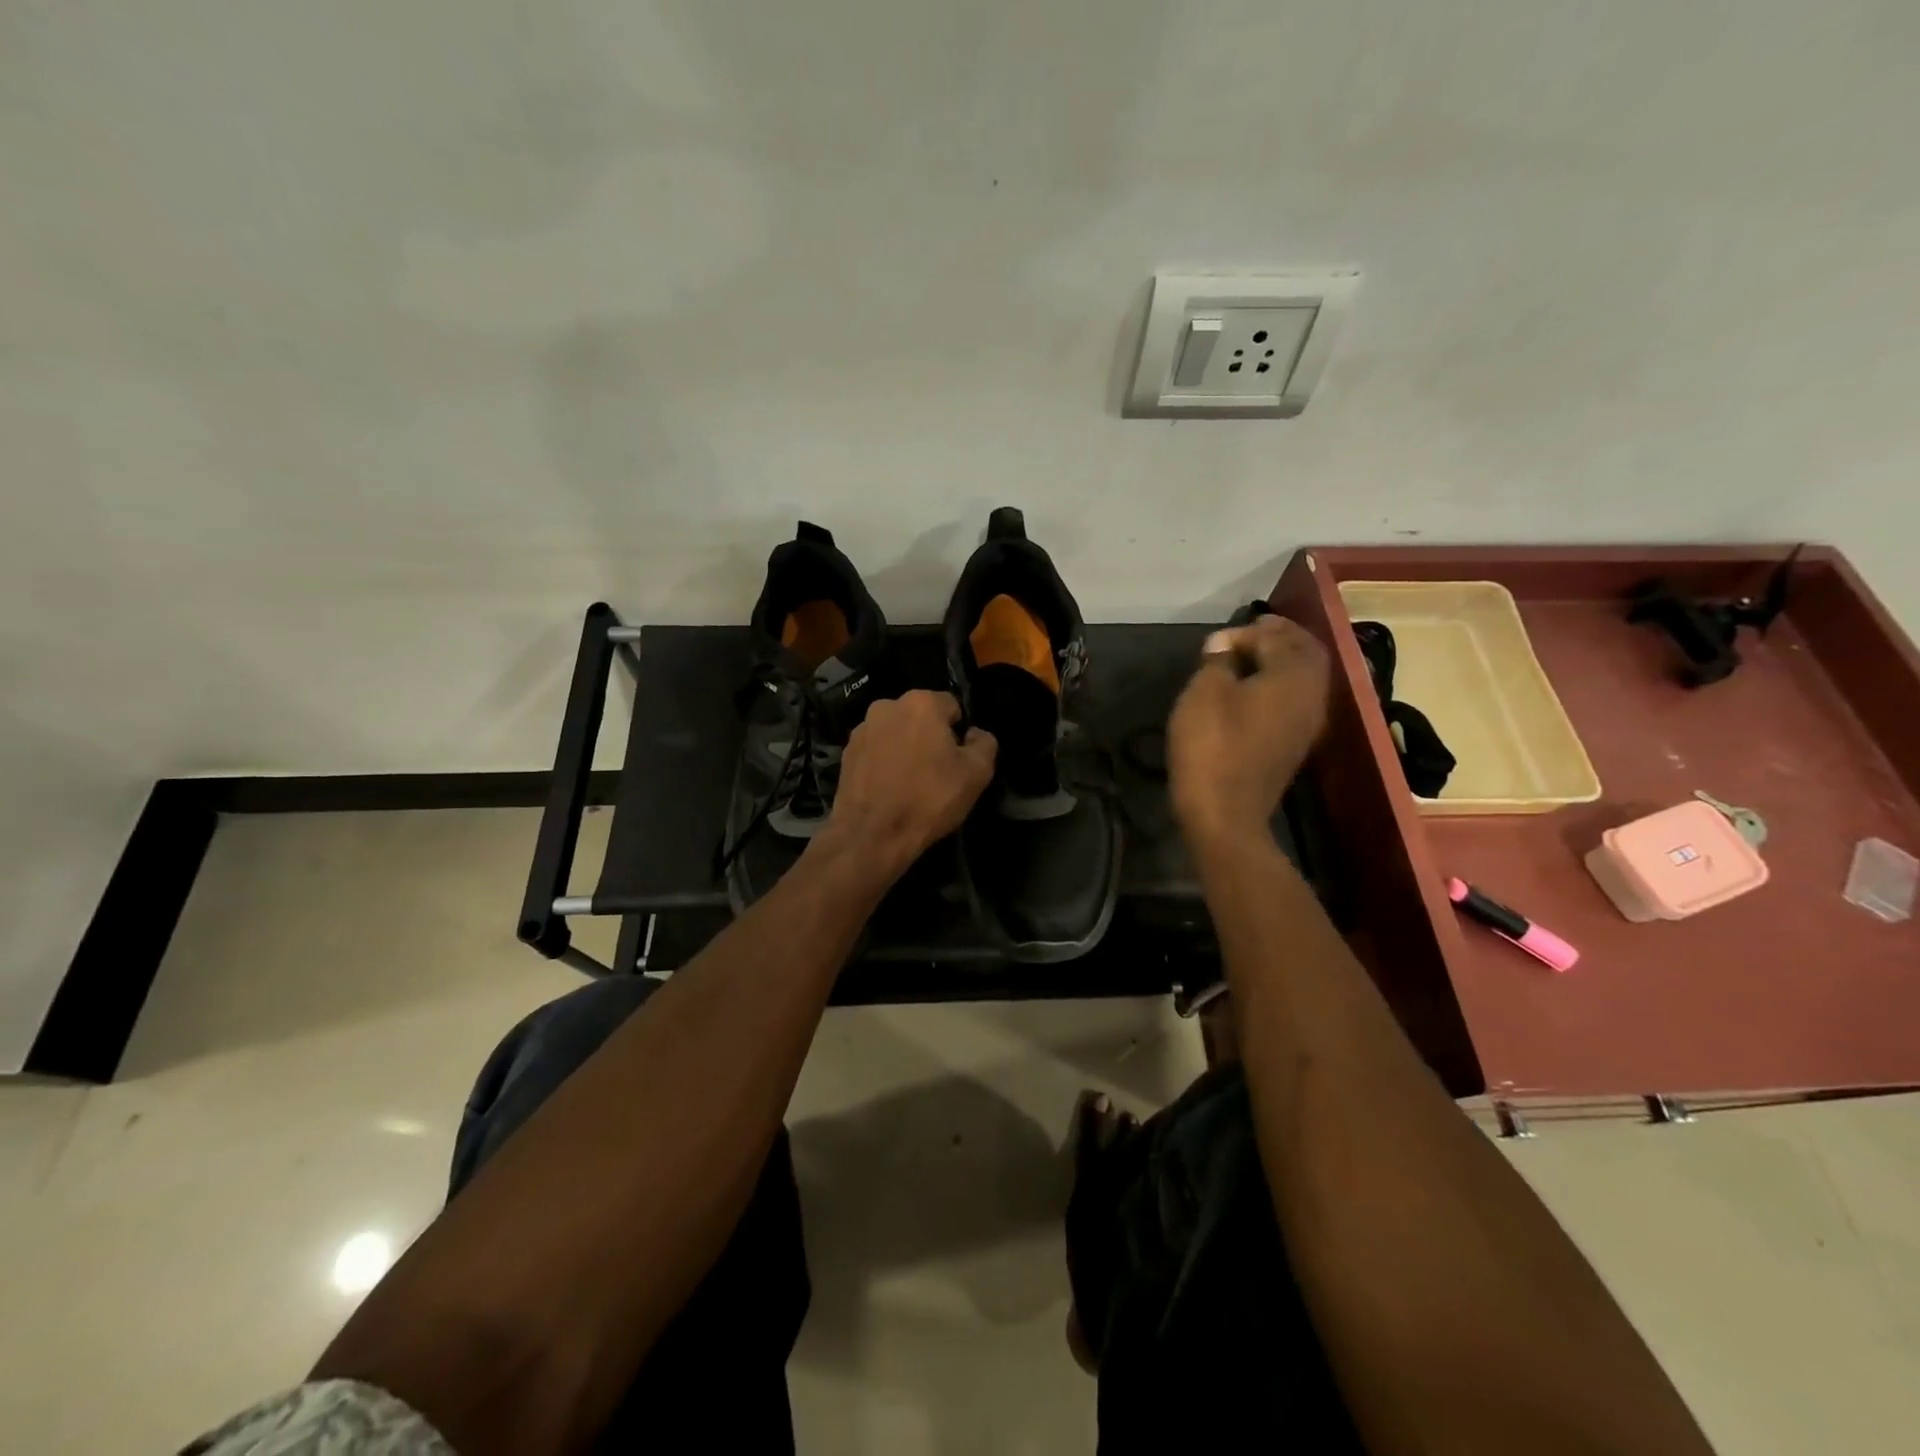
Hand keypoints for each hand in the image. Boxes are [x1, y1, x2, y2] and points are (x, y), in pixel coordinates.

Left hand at [815, 690, 997, 881]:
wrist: (872, 835)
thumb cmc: (929, 799)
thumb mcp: (977, 774)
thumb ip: (984, 744)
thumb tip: (974, 734)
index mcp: (921, 702)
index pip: (952, 707)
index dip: (959, 734)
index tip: (958, 761)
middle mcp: (887, 705)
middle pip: (921, 717)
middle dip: (930, 737)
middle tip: (936, 772)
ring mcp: (862, 729)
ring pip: (896, 733)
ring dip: (905, 748)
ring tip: (910, 783)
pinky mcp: (845, 752)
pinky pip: (876, 750)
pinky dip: (884, 762)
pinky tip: (889, 788)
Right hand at [1168, 614, 1330, 847]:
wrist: (1225, 814)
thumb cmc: (1212, 746)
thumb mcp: (1204, 694)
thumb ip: (1218, 661)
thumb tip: (1225, 645)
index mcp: (1294, 677)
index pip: (1278, 638)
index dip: (1247, 632)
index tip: (1215, 641)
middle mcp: (1311, 696)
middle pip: (1306, 654)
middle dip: (1280, 639)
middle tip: (1249, 633)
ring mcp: (1307, 725)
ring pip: (1303, 679)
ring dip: (1281, 663)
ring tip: (1249, 658)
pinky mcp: (1294, 746)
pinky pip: (1294, 702)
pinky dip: (1277, 687)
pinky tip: (1251, 691)